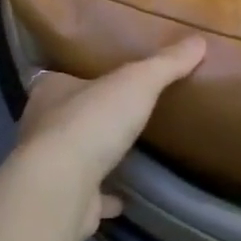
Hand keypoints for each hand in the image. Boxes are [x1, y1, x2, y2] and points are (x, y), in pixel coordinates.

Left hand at [12, 38, 206, 240]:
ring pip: (72, 157)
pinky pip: (86, 195)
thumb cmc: (92, 122)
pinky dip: (103, 197)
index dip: (79, 78)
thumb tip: (198, 40)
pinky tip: (124, 199)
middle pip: (65, 117)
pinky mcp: (62, 200)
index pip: (59, 78)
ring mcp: (50, 167)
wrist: (61, 187)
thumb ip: (165, 64)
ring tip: (124, 152)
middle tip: (119, 114)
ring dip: (93, 156)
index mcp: (50, 91)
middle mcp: (42, 126)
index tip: (102, 79)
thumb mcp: (137, 82)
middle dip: (88, 116)